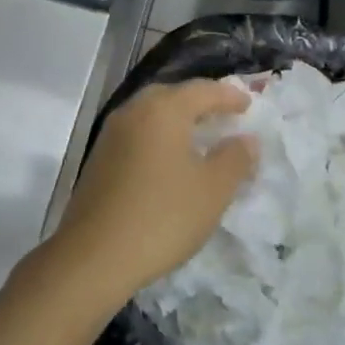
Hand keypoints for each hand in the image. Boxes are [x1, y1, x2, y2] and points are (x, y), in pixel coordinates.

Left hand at [48, 79, 257, 306]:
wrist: (95, 254)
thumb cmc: (163, 216)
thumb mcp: (212, 190)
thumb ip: (235, 158)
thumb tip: (246, 139)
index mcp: (163, 110)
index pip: (202, 90)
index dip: (229, 96)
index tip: (249, 105)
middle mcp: (133, 112)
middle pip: (171, 95)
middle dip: (199, 102)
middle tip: (224, 116)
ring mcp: (111, 134)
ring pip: (150, 114)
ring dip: (177, 120)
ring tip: (200, 138)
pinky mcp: (99, 158)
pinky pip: (137, 134)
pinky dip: (158, 137)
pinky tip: (169, 161)